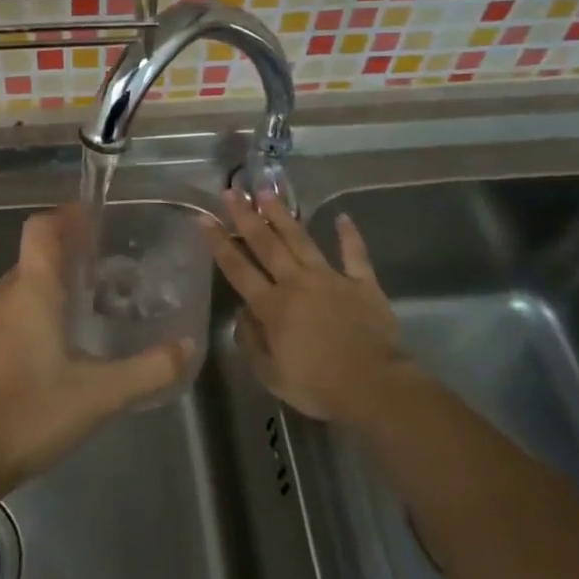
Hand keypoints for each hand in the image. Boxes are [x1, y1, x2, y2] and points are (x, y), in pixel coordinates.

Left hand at [0, 207, 192, 494]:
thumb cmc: (31, 414)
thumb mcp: (100, 395)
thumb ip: (148, 370)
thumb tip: (186, 347)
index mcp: (30, 291)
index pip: (41, 228)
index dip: (67, 216)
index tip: (95, 217)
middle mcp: (2, 295)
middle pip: (34, 256)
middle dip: (67, 254)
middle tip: (105, 268)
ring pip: (19, 285)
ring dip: (50, 284)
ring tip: (86, 305)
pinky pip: (7, 311)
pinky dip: (32, 310)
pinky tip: (54, 344)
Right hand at [207, 190, 417, 426]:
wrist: (374, 386)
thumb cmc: (318, 386)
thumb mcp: (271, 375)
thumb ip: (251, 342)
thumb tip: (242, 314)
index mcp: (272, 306)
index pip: (238, 269)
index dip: (219, 243)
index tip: (204, 218)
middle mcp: (297, 283)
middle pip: (267, 244)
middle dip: (246, 216)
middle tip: (232, 192)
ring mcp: (331, 279)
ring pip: (301, 240)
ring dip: (283, 215)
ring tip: (267, 191)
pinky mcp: (362, 283)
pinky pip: (354, 254)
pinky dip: (349, 236)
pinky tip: (343, 217)